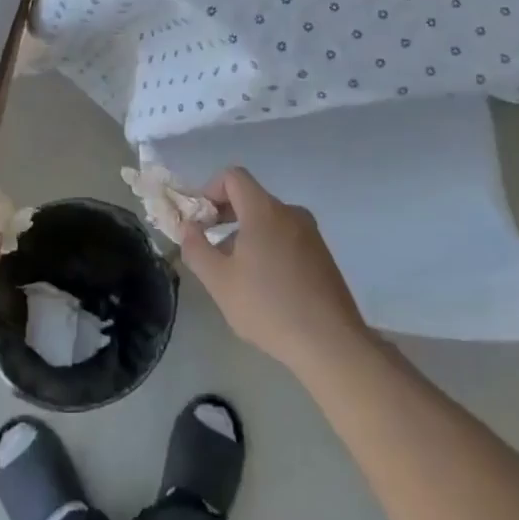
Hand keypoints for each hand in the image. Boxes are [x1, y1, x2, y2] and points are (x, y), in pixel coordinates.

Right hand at [181, 167, 370, 377]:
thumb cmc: (268, 307)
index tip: (199, 221)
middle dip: (224, 216)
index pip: (233, 176)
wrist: (330, 343)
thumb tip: (188, 227)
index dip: (209, 190)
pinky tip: (264, 285)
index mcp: (264, 210)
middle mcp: (290, 213)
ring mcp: (311, 233)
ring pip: (268, 220)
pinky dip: (268, 247)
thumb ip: (196, 248)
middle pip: (250, 198)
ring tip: (236, 273)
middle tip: (210, 248)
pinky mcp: (322, 255)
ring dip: (245, 235)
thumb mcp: (219, 281)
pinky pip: (286, 237)